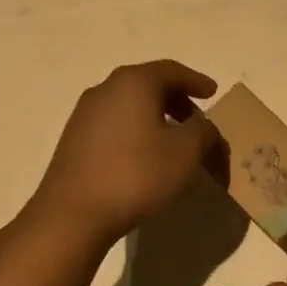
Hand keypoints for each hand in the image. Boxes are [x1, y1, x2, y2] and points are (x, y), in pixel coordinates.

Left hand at [31, 60, 221, 245]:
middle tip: (197, 120)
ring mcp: (85, 113)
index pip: (172, 71)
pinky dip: (136, 129)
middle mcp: (106, 89)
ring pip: (130, 104)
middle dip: (177, 100)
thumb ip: (203, 131)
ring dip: (156, 116)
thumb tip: (202, 125)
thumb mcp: (185, 153)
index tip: (213, 92)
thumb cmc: (136, 174)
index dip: (196, 81)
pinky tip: (144, 154)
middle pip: (149, 85)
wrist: (73, 214)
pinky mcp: (74, 138)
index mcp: (134, 83)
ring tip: (173, 140)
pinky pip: (115, 123)